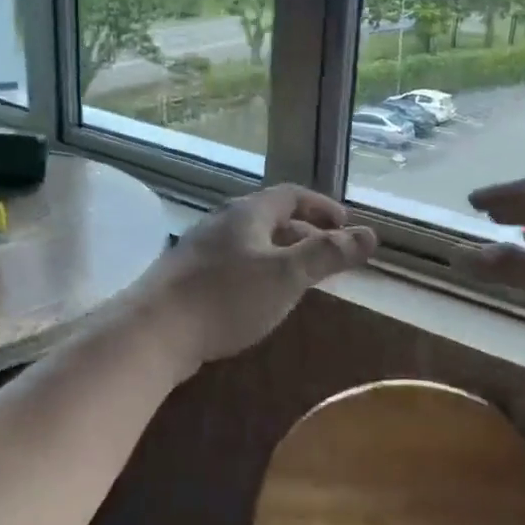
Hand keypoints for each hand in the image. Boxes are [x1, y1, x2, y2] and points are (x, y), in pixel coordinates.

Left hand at [130, 184, 377, 371]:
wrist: (154, 330)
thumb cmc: (226, 297)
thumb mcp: (286, 275)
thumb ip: (328, 254)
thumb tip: (370, 234)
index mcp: (248, 213)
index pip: (291, 195)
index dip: (322, 206)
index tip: (345, 224)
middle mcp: (223, 222)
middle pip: (270, 217)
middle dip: (304, 232)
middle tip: (328, 255)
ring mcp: (200, 249)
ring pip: (251, 242)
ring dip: (280, 254)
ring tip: (299, 279)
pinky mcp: (187, 276)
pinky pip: (233, 263)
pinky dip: (257, 272)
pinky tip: (258, 298)